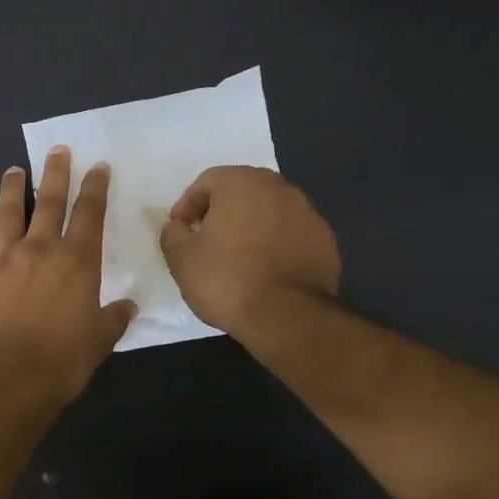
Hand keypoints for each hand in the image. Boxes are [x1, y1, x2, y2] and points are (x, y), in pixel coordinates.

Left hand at [0, 148, 136, 400]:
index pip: (89, 212)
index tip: (97, 166)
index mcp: (76, 260)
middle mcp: (39, 249)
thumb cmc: (62, 359)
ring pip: (6, 214)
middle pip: (49, 200)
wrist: (7, 377)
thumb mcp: (99, 341)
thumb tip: (127, 307)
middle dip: (55, 171)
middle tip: (57, 149)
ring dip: (12, 190)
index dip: (95, 187)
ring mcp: (1, 259)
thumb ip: (113, 318)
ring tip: (12, 171)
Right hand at [158, 166, 340, 336]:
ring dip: (251, 225)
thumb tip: (178, 227)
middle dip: (222, 210)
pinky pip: (291, 233)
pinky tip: (266, 270)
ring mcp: (308, 213)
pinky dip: (276, 243)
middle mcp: (279, 188)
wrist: (287, 316)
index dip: (188, 205)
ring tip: (238, 256)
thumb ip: (173, 233)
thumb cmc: (226, 279)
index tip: (181, 231)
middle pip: (242, 191)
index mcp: (242, 182)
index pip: (207, 181)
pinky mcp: (326, 240)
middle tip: (207, 238)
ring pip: (270, 210)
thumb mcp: (181, 258)